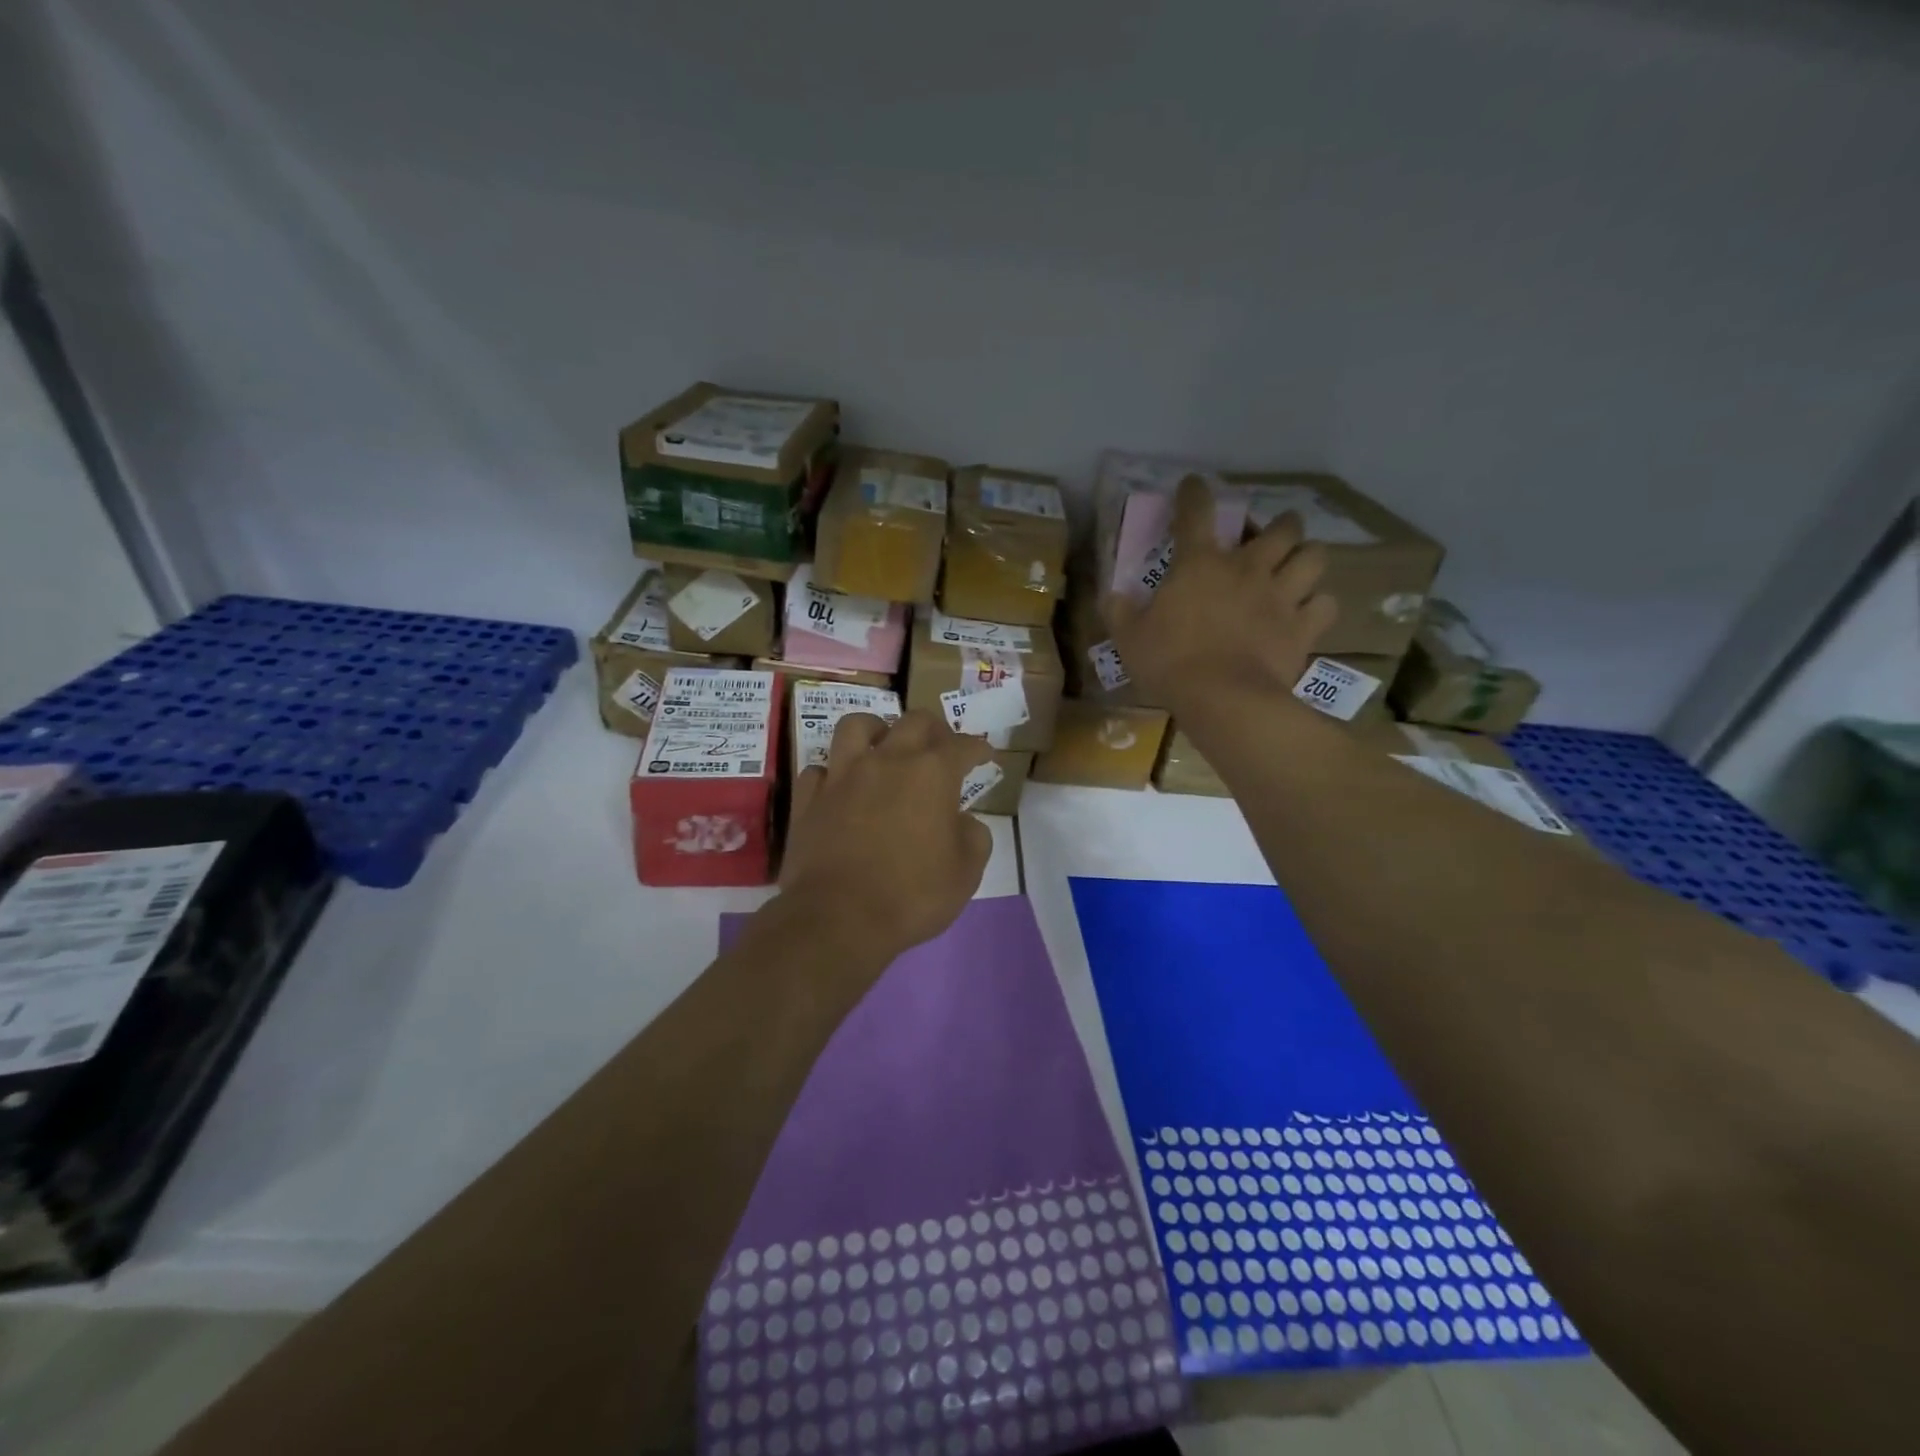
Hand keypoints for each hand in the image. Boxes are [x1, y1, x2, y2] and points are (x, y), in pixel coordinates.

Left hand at [779, 710, 994, 965]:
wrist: (839, 918)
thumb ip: (973, 836)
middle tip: (940, 748)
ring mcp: (843, 775)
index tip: (985, 755)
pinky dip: (833, 774)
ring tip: (882, 746)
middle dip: (934, 729)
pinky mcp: (809, 797)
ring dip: (876, 730)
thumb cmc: (912, 896)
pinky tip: (841, 788)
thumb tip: (961, 821)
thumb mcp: (966, 873)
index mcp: (932, 774)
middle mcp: (888, 760)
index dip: (978, 748)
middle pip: (914, 721)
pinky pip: (820, 769)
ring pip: (856, 726)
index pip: (963, 746)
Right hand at [1104, 474, 1336, 714]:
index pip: (1196, 512)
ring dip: (1307, 557)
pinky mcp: (1303, 627)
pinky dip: (1319, 605)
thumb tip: (1112, 596)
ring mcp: (1281, 596)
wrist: (1223, 699)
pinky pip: (1326, 604)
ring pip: (1315, 557)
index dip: (1195, 492)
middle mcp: (1247, 569)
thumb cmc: (1170, 663)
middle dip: (1280, 525)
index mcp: (1199, 564)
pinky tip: (1309, 612)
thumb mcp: (1128, 638)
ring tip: (1299, 567)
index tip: (1194, 484)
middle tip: (1273, 536)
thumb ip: (1119, 612)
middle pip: (1281, 527)